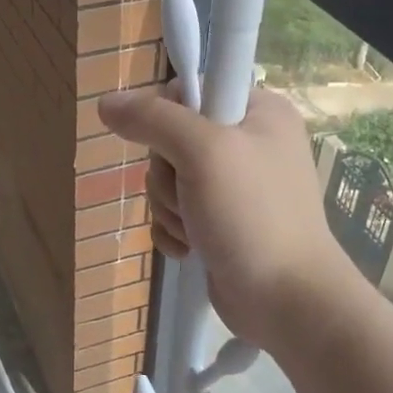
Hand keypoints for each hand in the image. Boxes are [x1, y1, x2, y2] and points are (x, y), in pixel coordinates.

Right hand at [97, 84, 357, 350]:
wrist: (285, 301)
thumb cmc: (251, 216)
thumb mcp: (204, 152)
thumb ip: (154, 120)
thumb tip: (106, 102)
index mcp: (259, 112)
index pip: (191, 90)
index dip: (168, 117)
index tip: (174, 146)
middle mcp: (249, 144)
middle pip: (171, 140)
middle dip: (169, 177)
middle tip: (193, 197)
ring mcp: (234, 188)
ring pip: (168, 182)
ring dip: (171, 209)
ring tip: (198, 231)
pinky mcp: (221, 224)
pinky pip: (175, 214)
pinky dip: (176, 232)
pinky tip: (192, 250)